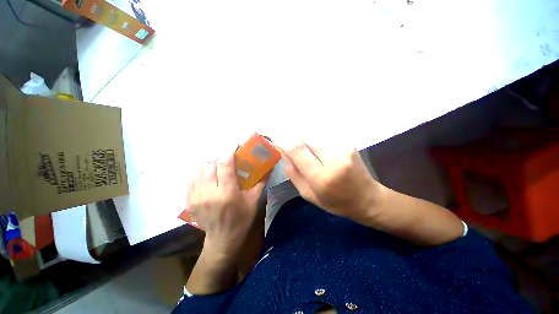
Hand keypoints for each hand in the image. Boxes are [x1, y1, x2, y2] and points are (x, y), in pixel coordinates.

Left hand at [186, 149, 265, 257]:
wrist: (222, 239)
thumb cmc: (242, 219)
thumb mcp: (255, 201)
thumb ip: (261, 182)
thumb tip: (268, 167)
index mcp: (227, 193)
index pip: (225, 165)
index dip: (229, 151)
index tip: (234, 145)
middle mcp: (209, 193)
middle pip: (211, 164)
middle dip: (221, 157)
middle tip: (229, 158)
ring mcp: (196, 197)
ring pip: (199, 169)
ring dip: (210, 164)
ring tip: (219, 167)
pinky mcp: (189, 201)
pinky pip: (191, 178)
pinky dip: (201, 172)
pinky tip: (209, 176)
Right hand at [279, 140, 382, 223]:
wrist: (366, 198)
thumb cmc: (335, 201)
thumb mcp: (307, 194)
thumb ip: (293, 172)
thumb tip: (283, 152)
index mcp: (321, 177)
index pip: (298, 150)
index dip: (284, 140)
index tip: (275, 137)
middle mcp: (334, 158)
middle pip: (306, 137)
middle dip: (295, 139)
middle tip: (291, 146)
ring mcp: (343, 148)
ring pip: (314, 135)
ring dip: (306, 140)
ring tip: (307, 151)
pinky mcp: (348, 143)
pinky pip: (324, 136)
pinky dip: (316, 141)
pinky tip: (319, 151)